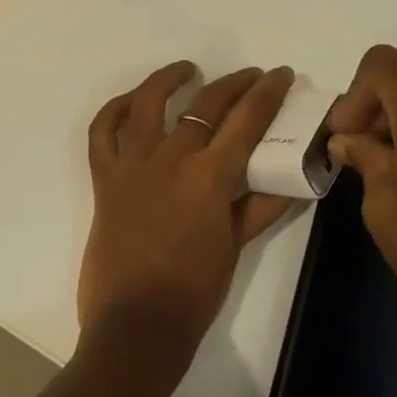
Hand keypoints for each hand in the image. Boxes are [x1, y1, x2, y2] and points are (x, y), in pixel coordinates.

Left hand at [79, 62, 298, 359]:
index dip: (268, 91)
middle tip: (251, 77)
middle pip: (206, 102)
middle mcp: (171, 157)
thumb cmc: (193, 292)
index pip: (248, 118)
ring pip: (147, 101)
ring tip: (188, 70)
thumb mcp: (235, 245)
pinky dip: (113, 110)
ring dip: (169, 78)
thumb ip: (262, 206)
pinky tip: (131, 102)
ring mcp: (133, 164)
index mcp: (210, 176)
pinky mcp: (104, 178)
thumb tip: (295, 181)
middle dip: (235, 83)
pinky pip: (101, 132)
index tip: (281, 74)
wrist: (136, 326)